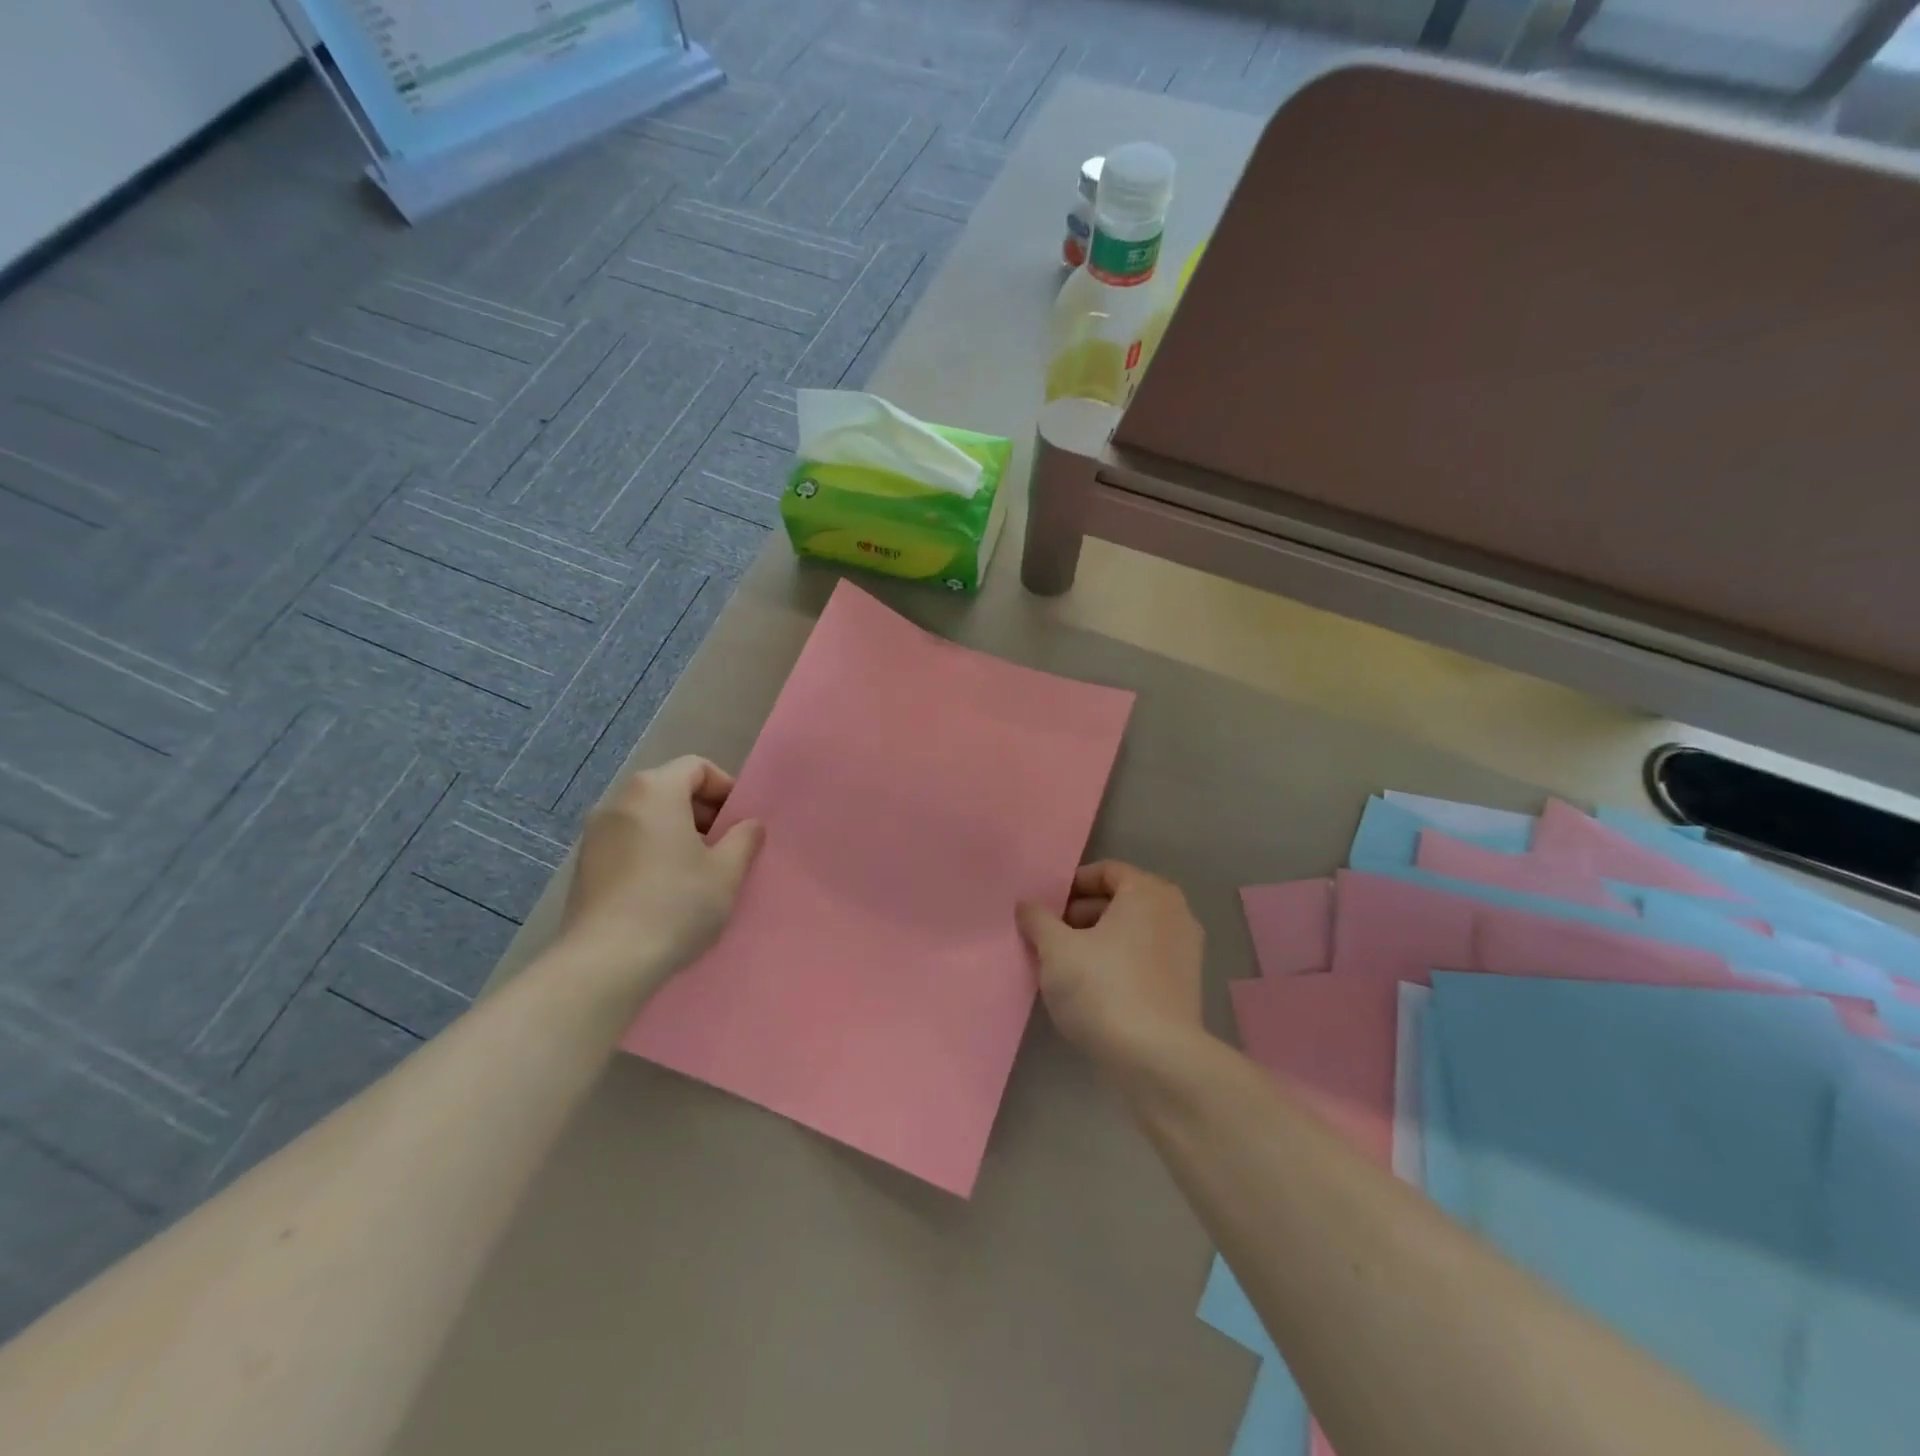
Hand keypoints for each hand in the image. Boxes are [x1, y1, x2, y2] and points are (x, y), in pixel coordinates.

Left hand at [555, 756, 763, 994]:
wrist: (605, 962)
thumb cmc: (675, 905)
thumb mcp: (726, 872)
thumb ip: (744, 839)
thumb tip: (749, 824)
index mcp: (655, 790)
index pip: (696, 767)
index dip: (725, 788)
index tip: (740, 822)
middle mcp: (619, 801)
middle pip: (670, 789)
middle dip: (703, 812)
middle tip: (725, 848)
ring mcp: (595, 834)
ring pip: (648, 817)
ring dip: (678, 834)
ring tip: (698, 872)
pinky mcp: (584, 865)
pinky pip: (628, 842)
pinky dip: (652, 852)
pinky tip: (666, 891)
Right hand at [1015, 862, 1203, 1070]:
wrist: (1156, 1060)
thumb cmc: (1102, 989)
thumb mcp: (1056, 950)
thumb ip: (1038, 920)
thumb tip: (1027, 905)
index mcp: (1148, 893)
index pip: (1106, 872)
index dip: (1071, 886)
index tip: (1045, 909)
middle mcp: (1175, 913)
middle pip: (1120, 901)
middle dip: (1081, 915)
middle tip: (1049, 938)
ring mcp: (1185, 951)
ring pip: (1131, 933)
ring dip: (1097, 942)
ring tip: (1065, 967)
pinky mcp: (1185, 986)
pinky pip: (1144, 960)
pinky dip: (1118, 964)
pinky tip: (1092, 991)